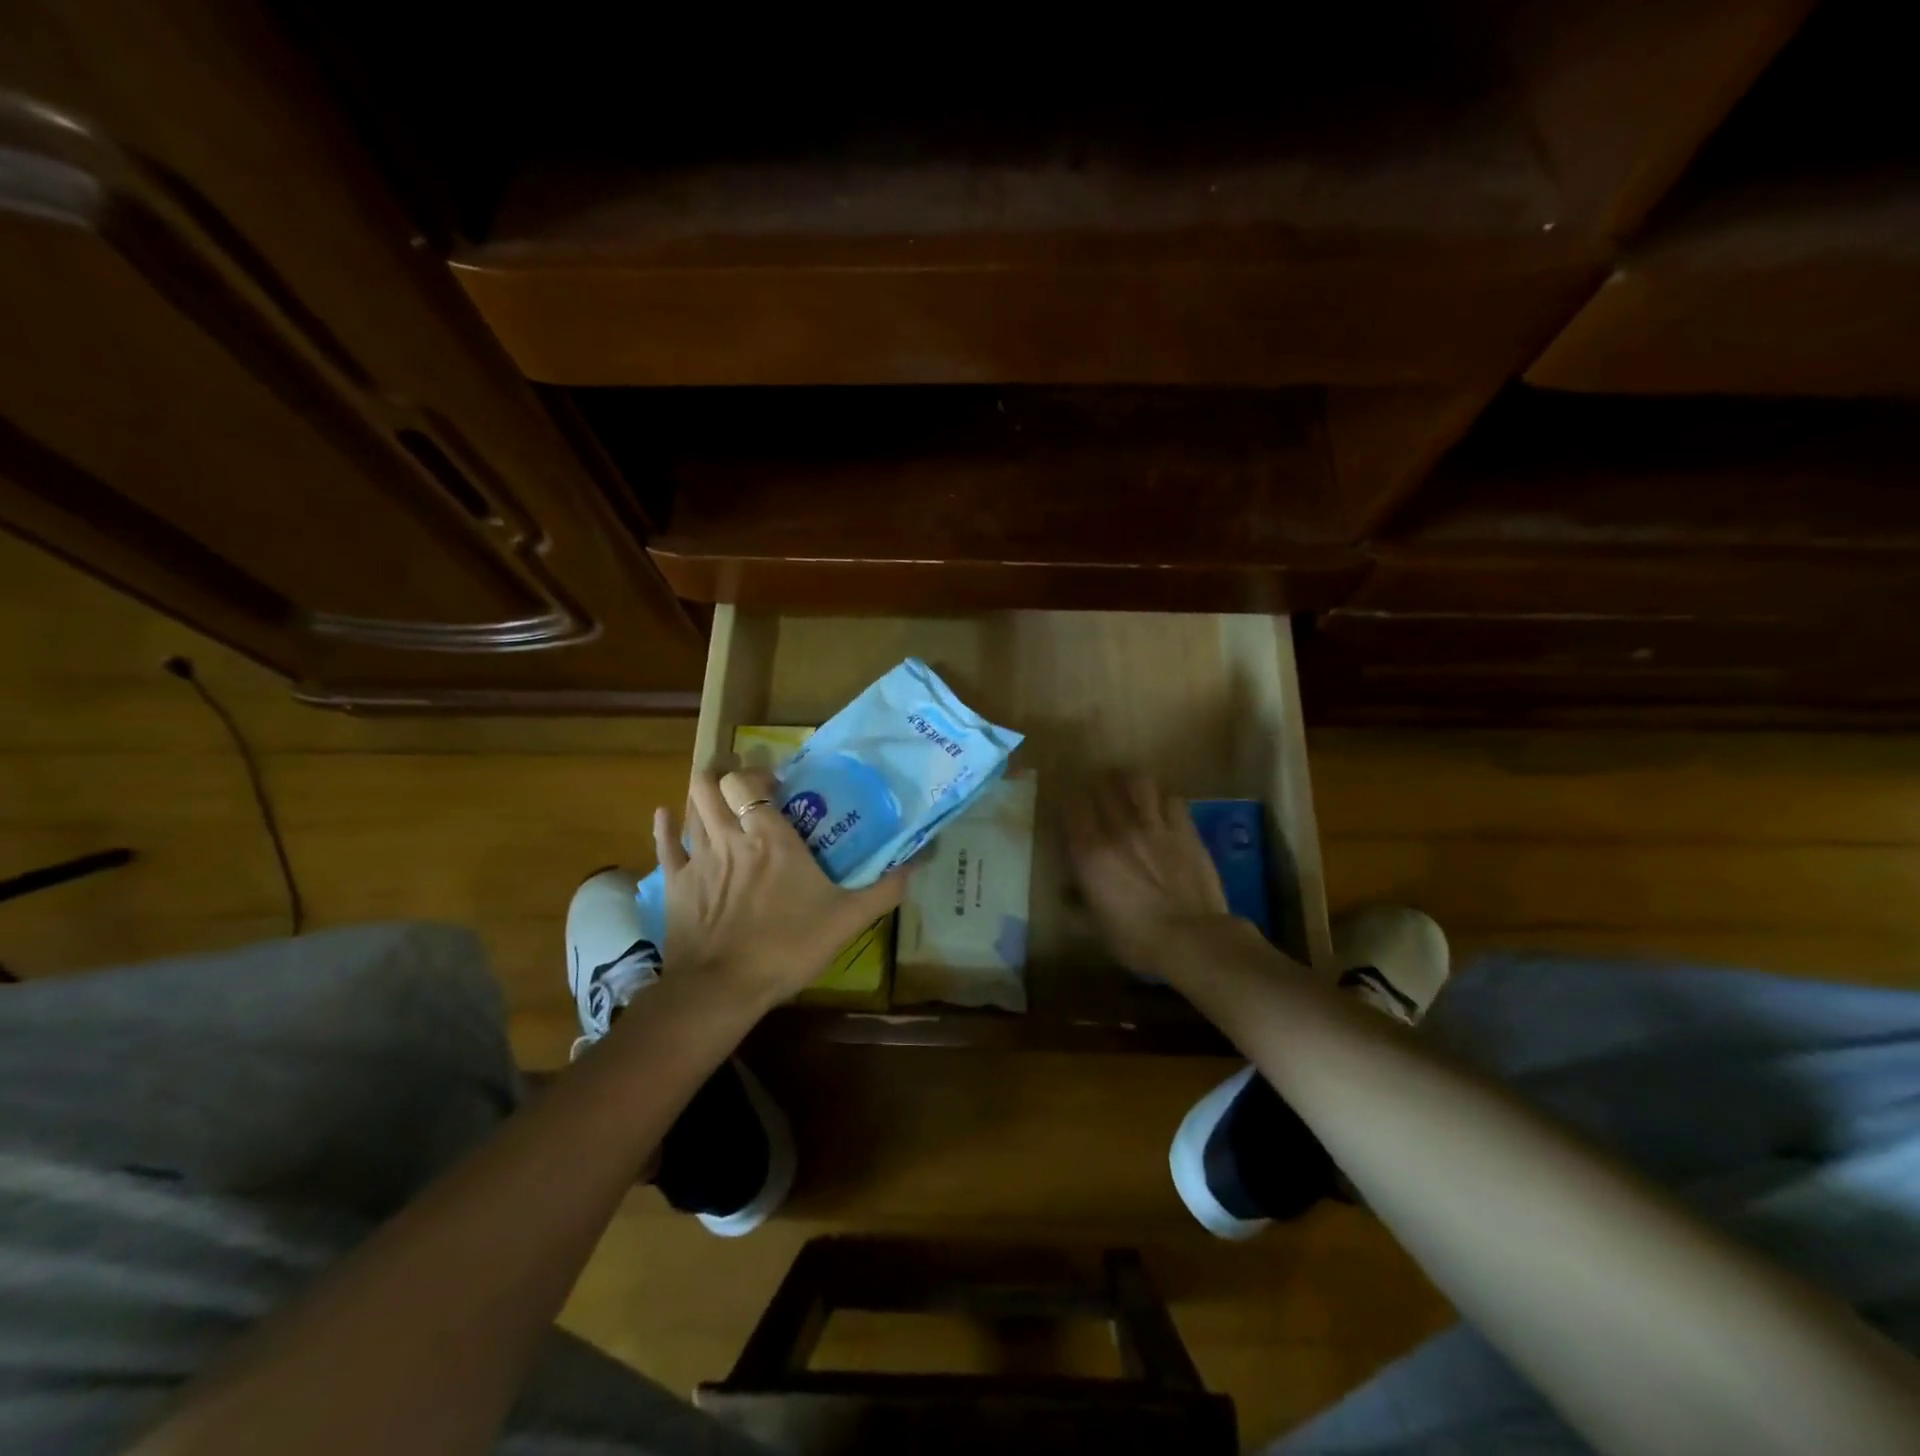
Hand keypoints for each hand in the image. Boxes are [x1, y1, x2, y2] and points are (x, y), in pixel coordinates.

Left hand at [654, 768, 904, 1009]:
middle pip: (711, 784)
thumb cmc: (787, 947)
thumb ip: (884, 889)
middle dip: (723, 773)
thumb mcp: (848, 919)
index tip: (775, 783)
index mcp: (770, 837)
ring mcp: (698, 859)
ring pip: (690, 807)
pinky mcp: (675, 884)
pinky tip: (667, 816)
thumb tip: (919, 861)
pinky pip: (665, 845)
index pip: (750, 782)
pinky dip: (666, 826)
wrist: (723, 988)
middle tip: (741, 780)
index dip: (757, 773)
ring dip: (701, 794)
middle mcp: (730, 837)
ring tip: (715, 793)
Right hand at [1064, 773, 1233, 976]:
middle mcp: (1119, 829)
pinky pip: (1172, 799)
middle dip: (1097, 787)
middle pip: (1102, 785)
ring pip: (1138, 781)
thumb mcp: (1095, 927)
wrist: (1193, 940)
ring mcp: (1155, 825)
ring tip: (1128, 791)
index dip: (1067, 800)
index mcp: (1090, 852)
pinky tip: (1161, 808)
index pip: (1070, 805)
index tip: (1068, 809)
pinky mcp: (1185, 830)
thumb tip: (1068, 891)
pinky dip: (1163, 799)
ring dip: (1129, 782)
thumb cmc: (1136, 939)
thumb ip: (1078, 901)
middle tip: (1097, 797)